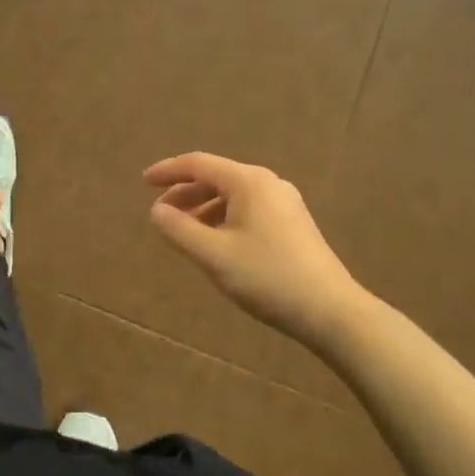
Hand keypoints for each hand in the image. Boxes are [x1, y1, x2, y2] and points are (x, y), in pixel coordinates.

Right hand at [144, 152, 363, 351]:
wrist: (331, 311)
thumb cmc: (268, 278)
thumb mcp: (214, 255)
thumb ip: (179, 230)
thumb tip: (156, 211)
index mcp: (248, 182)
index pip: (199, 164)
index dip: (168, 171)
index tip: (143, 183)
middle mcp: (268, 183)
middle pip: (217, 177)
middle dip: (185, 192)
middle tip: (160, 214)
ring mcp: (285, 203)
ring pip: (233, 195)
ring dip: (204, 208)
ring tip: (184, 233)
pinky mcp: (293, 224)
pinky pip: (248, 209)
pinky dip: (224, 218)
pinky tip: (217, 243)